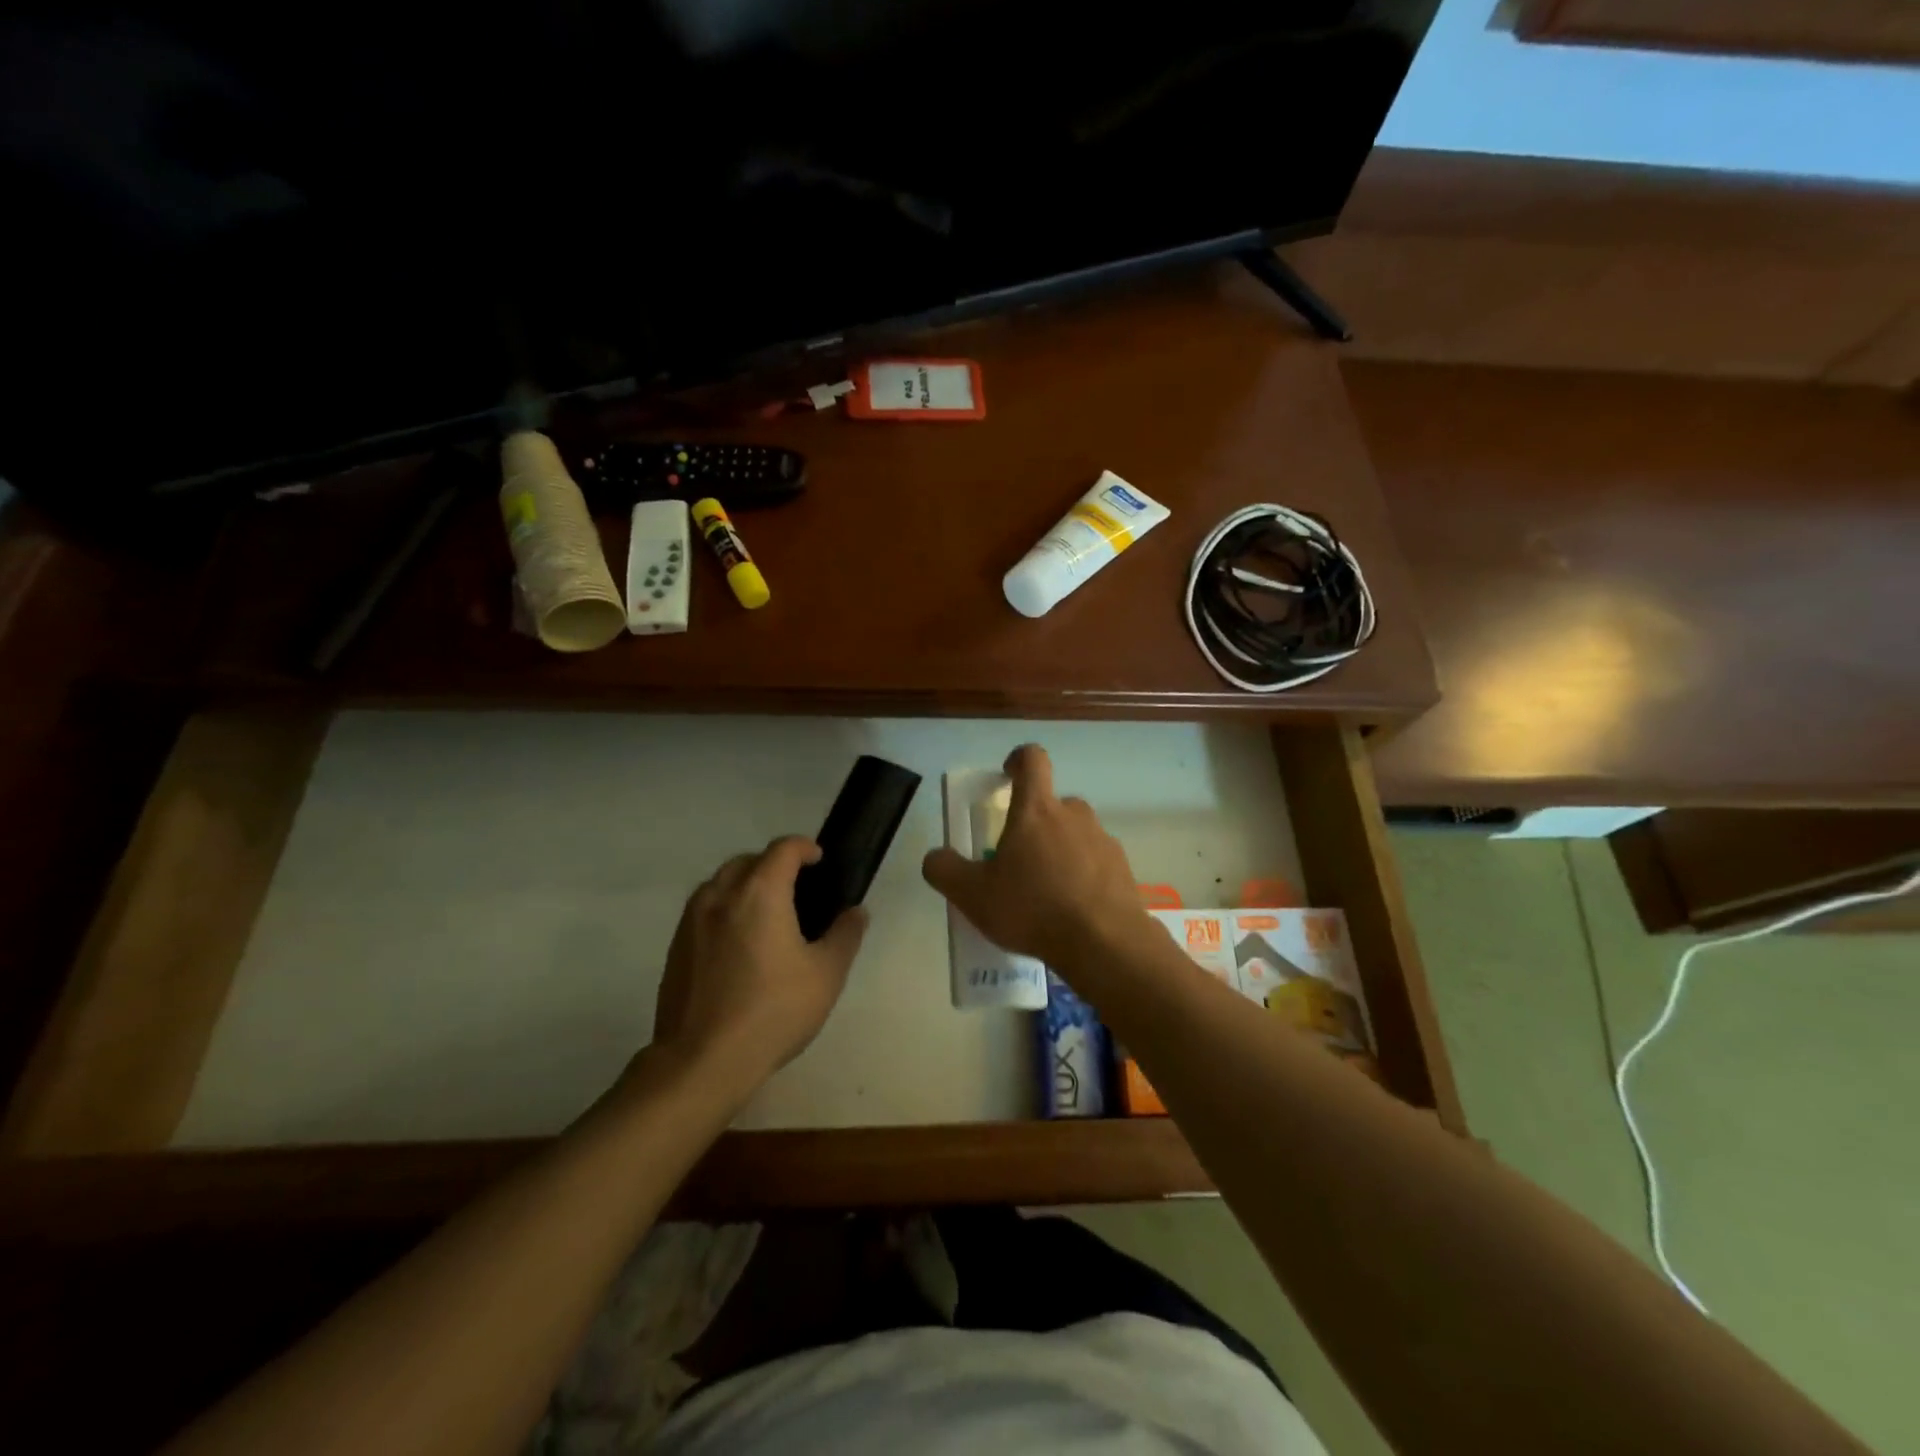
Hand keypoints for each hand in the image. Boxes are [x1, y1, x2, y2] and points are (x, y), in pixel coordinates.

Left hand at [648, 837, 867, 1094]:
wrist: (702, 1061)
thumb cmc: (773, 1012)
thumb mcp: (826, 975)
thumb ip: (845, 936)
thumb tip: (856, 912)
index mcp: (760, 893)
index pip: (783, 849)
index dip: (804, 847)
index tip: (820, 860)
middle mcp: (721, 895)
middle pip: (748, 860)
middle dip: (773, 864)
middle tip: (796, 888)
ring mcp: (691, 920)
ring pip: (720, 882)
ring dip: (745, 884)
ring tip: (766, 913)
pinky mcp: (675, 947)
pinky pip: (703, 909)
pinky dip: (724, 909)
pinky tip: (738, 943)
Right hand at [921, 744, 1154, 971]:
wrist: (1103, 944)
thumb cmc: (1032, 908)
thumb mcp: (972, 895)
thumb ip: (945, 870)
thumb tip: (935, 856)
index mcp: (1036, 810)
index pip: (1032, 759)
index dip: (1018, 760)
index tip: (1007, 775)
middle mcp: (1074, 815)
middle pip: (1053, 804)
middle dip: (1036, 823)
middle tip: (1019, 859)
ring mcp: (1103, 840)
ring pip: (1076, 834)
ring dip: (1061, 851)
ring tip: (1046, 892)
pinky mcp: (1122, 868)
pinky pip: (1097, 862)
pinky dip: (1084, 876)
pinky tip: (1073, 910)